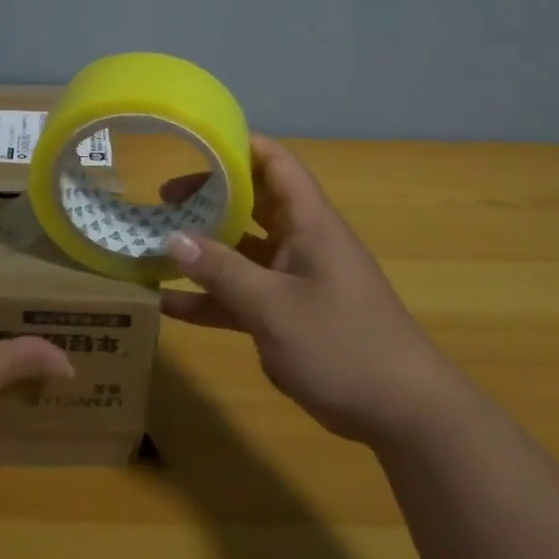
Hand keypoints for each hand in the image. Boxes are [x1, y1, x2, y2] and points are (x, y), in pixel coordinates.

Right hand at [161, 135, 449, 443]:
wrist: (404, 414)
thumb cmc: (343, 344)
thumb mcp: (274, 307)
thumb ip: (222, 271)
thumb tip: (172, 238)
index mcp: (309, 222)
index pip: (275, 163)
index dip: (238, 146)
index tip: (193, 144)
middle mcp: (301, 242)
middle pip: (251, 204)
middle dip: (207, 199)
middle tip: (161, 202)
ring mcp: (295, 280)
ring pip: (242, 252)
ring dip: (203, 251)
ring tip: (154, 247)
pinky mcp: (289, 316)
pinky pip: (243, 295)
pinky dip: (211, 298)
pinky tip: (169, 306)